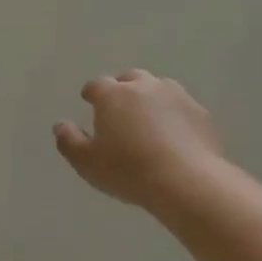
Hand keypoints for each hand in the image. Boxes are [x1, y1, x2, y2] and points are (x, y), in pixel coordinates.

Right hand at [54, 70, 224, 208]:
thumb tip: (60, 125)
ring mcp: (176, 96)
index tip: (89, 101)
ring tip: (148, 119)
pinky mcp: (201, 113)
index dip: (91, 93)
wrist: (187, 182)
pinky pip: (181, 107)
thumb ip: (69, 141)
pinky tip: (174, 134)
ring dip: (150, 98)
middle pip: (130, 79)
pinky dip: (174, 115)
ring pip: (158, 88)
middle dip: (122, 88)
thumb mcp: (87, 163)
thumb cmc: (129, 170)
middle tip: (119, 107)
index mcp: (113, 95)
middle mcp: (144, 86)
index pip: (97, 85)